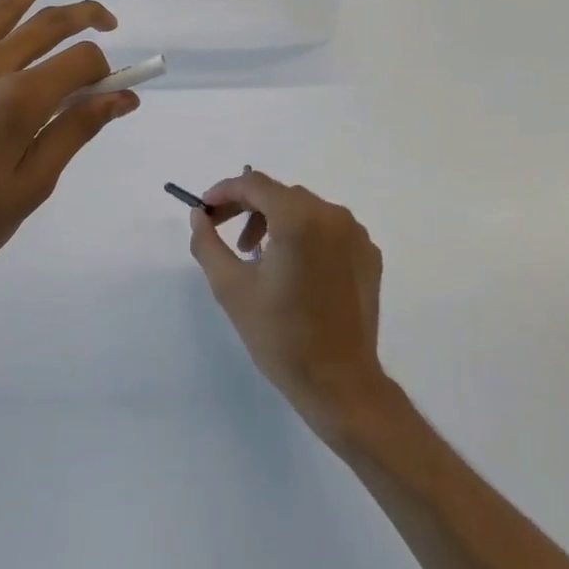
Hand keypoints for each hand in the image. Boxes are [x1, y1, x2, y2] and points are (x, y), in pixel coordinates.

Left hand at [0, 0, 138, 336]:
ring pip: (1, 6)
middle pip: (50, 23)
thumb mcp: (30, 189)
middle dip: (88, 16)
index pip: (81, 61)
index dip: (106, 71)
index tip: (114, 90)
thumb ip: (76, 132)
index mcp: (19, 102)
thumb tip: (123, 97)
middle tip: (108, 22)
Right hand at [187, 169, 392, 441]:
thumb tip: (199, 215)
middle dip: (247, 208)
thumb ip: (208, 243)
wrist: (340, 384)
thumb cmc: (281, 336)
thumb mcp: (231, 288)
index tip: (204, 210)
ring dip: (275, 221)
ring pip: (305, 209)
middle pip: (280, 194)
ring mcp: (356, 234)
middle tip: (224, 233)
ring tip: (257, 256)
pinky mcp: (368, 254)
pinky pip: (328, 229)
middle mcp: (332, 215)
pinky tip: (293, 270)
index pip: (254, 184)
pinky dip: (305, 236)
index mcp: (299, 218)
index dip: (224, 191)